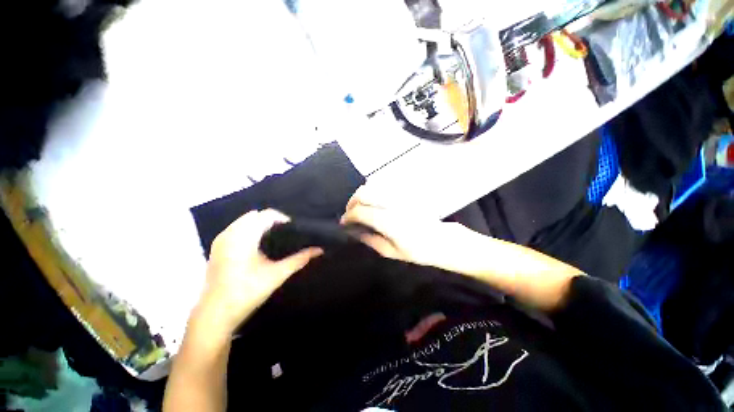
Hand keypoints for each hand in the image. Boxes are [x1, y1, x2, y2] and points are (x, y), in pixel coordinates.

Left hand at [194, 209, 322, 336]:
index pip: (266, 215)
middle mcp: (230, 234)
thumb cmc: (247, 292)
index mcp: (244, 237)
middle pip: (254, 215)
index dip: (282, 218)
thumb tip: (319, 250)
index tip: (293, 229)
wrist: (215, 314)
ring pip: (243, 221)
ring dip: (259, 224)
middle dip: (270, 220)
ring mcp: (221, 240)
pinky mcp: (216, 248)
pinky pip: (235, 229)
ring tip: (273, 237)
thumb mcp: (277, 274)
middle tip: (284, 233)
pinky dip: (248, 230)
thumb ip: (299, 259)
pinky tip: (256, 245)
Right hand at [341, 187, 485, 269]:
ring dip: (360, 197)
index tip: (343, 224)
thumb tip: (353, 231)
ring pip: (371, 187)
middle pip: (363, 193)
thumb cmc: (417, 251)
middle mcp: (391, 204)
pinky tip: (371, 204)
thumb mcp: (391, 252)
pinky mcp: (402, 194)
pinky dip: (371, 194)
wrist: (441, 240)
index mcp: (388, 222)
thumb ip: (370, 239)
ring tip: (359, 209)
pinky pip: (381, 188)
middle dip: (351, 203)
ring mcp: (398, 197)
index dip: (348, 217)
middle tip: (349, 215)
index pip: (360, 211)